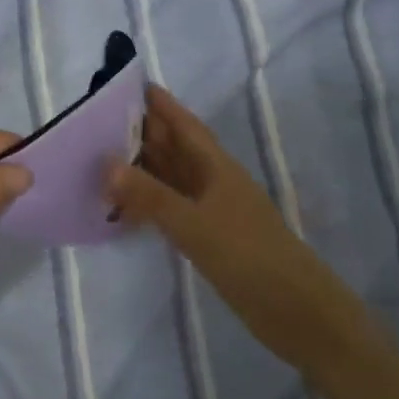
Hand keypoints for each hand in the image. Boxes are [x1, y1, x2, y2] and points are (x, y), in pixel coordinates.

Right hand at [108, 84, 357, 377]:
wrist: (298, 313)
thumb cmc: (249, 258)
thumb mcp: (195, 225)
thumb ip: (150, 196)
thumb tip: (106, 163)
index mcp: (218, 168)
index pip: (184, 125)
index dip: (161, 104)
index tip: (130, 84)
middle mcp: (214, 183)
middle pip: (175, 149)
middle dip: (143, 132)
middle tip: (100, 120)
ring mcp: (213, 211)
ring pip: (172, 178)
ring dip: (143, 167)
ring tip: (103, 157)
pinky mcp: (210, 238)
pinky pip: (172, 208)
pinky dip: (149, 203)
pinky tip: (126, 209)